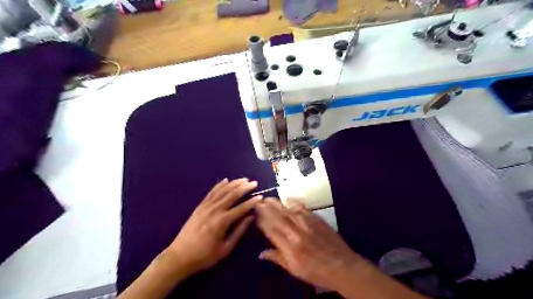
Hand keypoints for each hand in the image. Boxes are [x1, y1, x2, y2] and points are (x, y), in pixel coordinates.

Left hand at [163, 178, 261, 275]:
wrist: (180, 256)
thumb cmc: (205, 256)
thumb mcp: (225, 248)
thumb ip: (239, 231)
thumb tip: (250, 217)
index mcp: (223, 221)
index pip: (242, 208)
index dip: (252, 202)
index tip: (261, 196)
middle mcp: (215, 210)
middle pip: (233, 195)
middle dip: (245, 188)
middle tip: (254, 183)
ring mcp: (206, 207)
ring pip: (223, 191)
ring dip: (234, 184)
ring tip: (244, 179)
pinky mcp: (199, 207)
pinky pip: (211, 193)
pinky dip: (219, 185)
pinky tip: (225, 180)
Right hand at [257, 199, 364, 291]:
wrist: (343, 266)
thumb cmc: (317, 272)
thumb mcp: (295, 270)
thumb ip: (278, 258)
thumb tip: (261, 253)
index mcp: (290, 246)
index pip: (271, 229)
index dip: (261, 220)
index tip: (254, 213)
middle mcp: (296, 231)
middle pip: (278, 216)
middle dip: (266, 208)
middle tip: (258, 201)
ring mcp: (307, 223)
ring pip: (288, 209)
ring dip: (276, 203)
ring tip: (268, 199)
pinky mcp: (316, 218)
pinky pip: (302, 207)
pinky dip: (293, 202)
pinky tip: (287, 199)